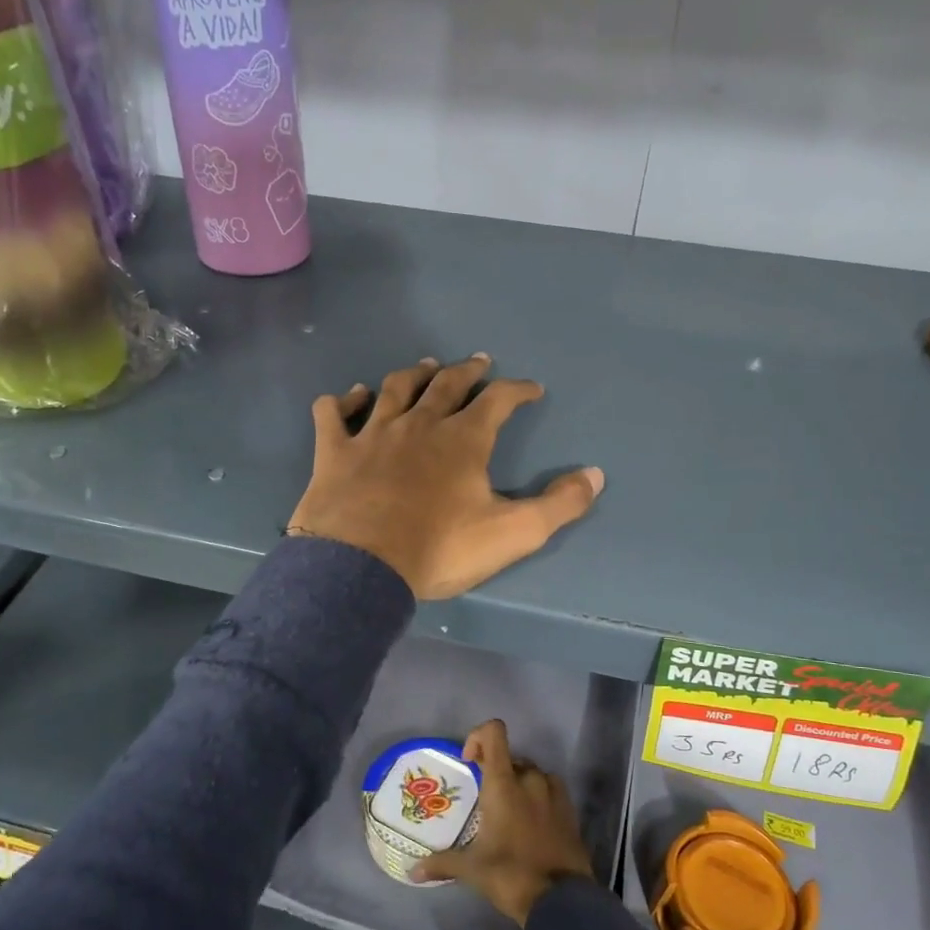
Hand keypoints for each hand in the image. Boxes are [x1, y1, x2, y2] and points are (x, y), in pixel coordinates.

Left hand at [288, 354, 603, 599]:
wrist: (359, 568)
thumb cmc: (438, 549)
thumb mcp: (512, 533)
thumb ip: (559, 505)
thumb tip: (596, 475)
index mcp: (463, 440)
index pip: (499, 401)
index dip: (518, 391)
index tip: (532, 389)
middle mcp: (419, 424)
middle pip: (447, 384)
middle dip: (468, 371)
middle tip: (480, 362)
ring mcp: (372, 434)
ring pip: (395, 389)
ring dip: (414, 375)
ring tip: (426, 366)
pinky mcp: (334, 452)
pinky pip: (334, 414)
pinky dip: (343, 401)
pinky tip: (351, 396)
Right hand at [409, 719, 595, 925]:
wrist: (562, 902)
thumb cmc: (511, 875)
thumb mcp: (472, 869)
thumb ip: (442, 863)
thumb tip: (413, 871)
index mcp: (504, 783)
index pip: (494, 733)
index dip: (478, 737)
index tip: (468, 761)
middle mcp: (530, 779)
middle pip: (510, 758)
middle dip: (496, 772)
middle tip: (485, 801)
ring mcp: (554, 793)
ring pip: (532, 774)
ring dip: (519, 784)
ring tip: (509, 814)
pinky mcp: (570, 810)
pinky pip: (551, 790)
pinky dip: (539, 798)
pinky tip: (531, 825)